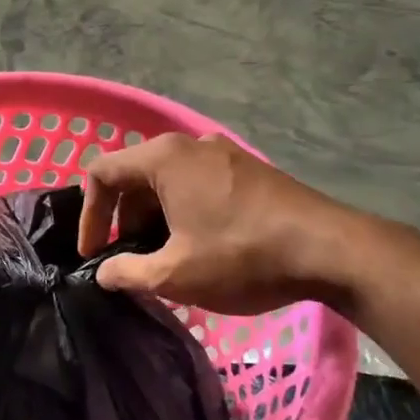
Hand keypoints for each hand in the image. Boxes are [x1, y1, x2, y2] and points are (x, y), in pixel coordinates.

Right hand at [75, 133, 373, 315]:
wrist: (330, 250)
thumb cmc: (242, 256)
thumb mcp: (175, 274)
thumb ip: (128, 273)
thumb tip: (104, 273)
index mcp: (164, 158)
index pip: (101, 173)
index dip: (89, 215)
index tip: (94, 253)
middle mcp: (191, 145)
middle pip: (135, 176)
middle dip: (123, 220)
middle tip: (130, 260)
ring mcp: (224, 154)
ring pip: (168, 182)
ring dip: (153, 219)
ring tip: (163, 259)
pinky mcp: (249, 170)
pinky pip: (198, 185)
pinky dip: (183, 212)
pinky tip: (198, 247)